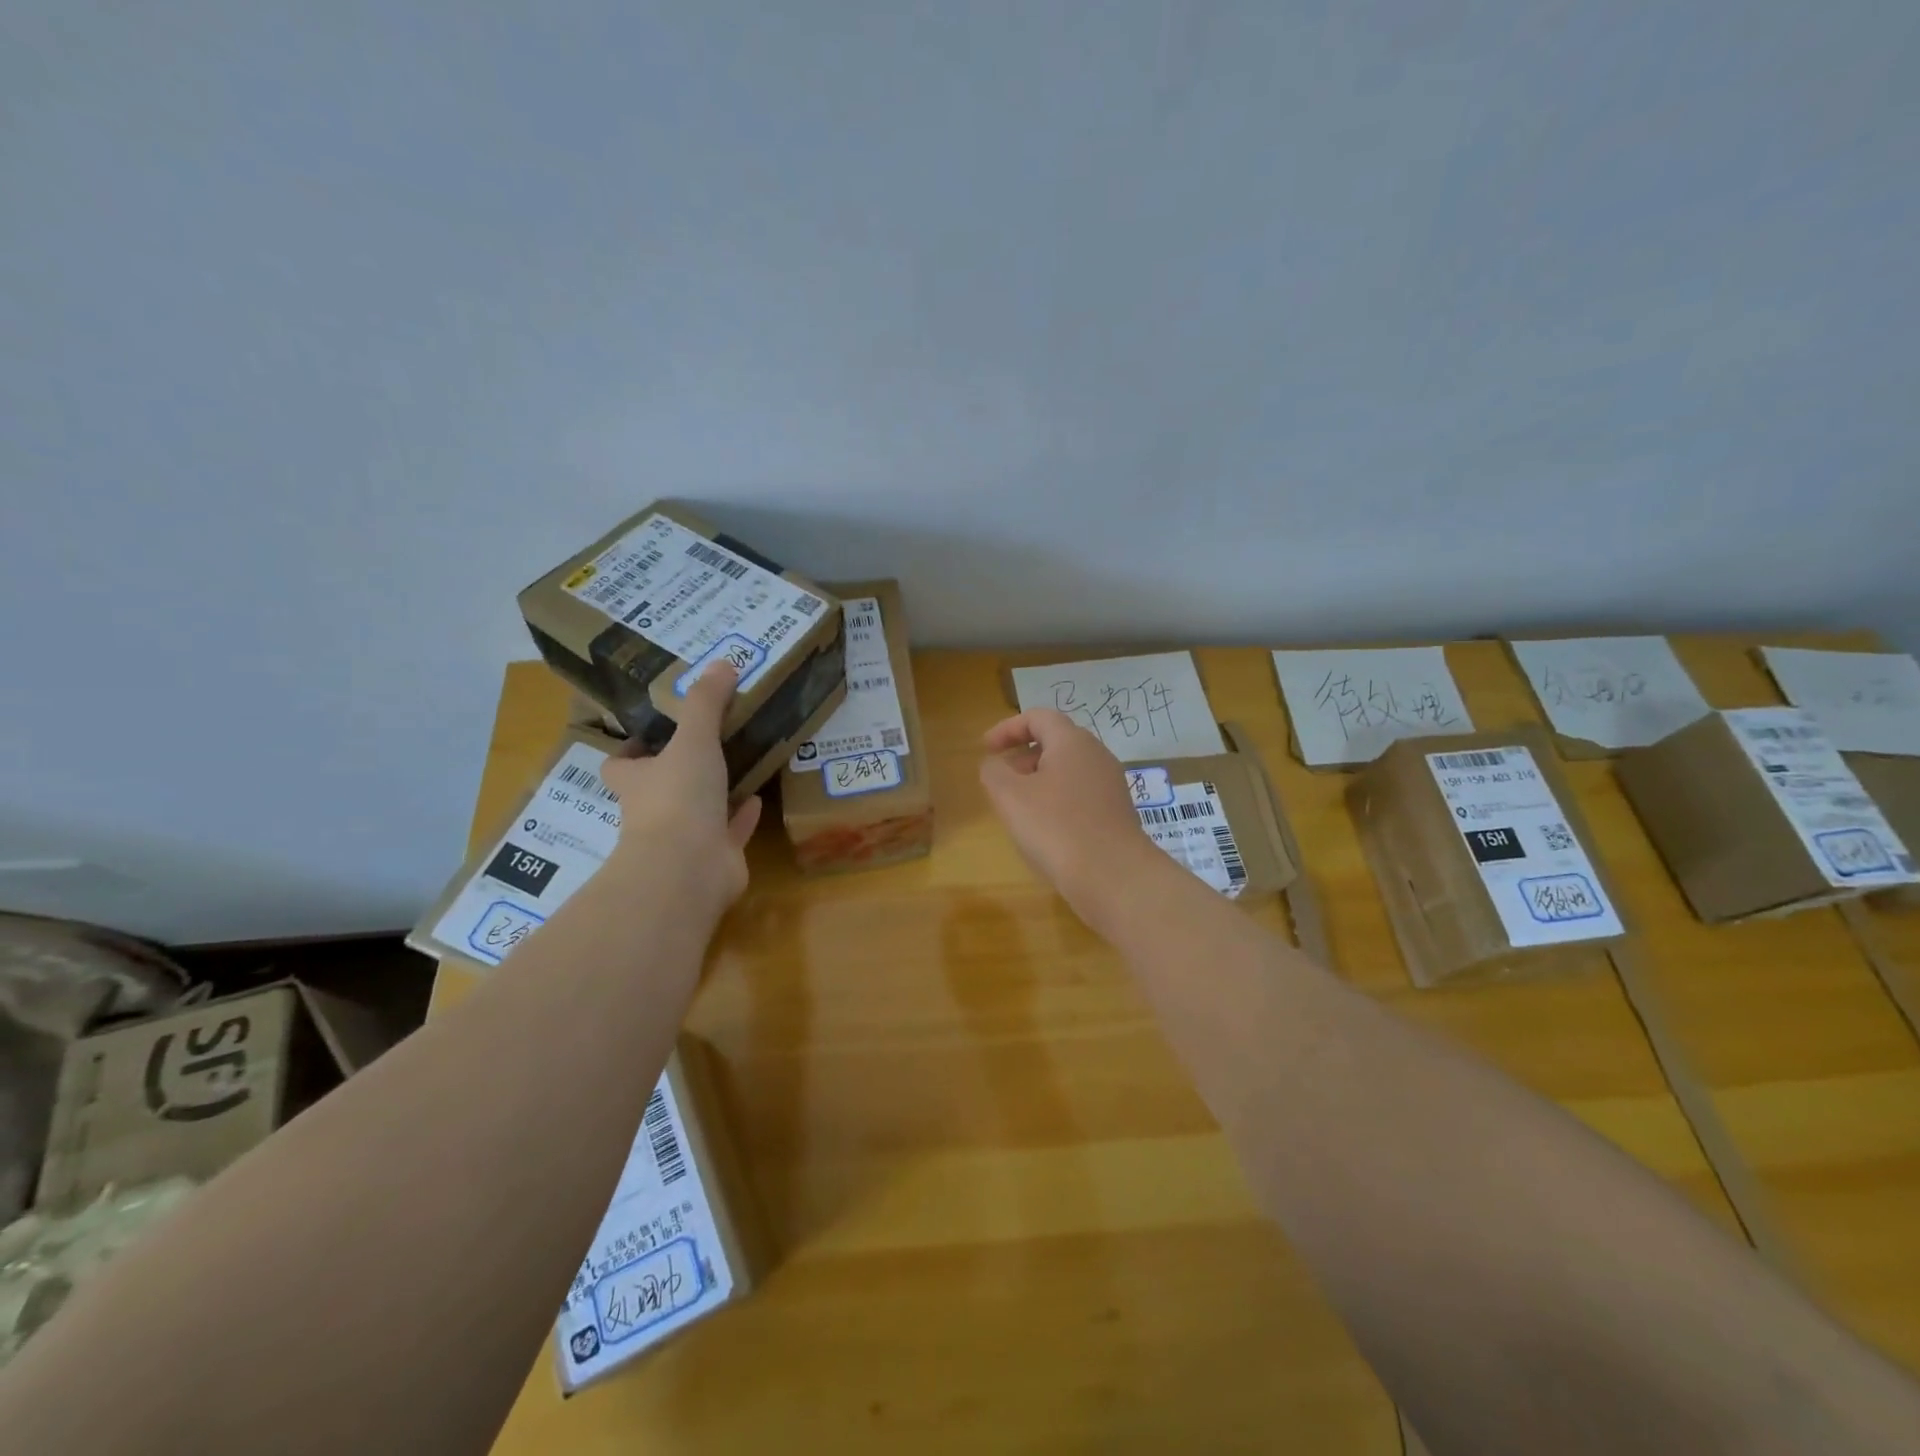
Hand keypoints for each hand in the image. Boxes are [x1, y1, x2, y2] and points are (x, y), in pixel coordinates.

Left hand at [600, 662, 762, 913]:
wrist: (689, 867)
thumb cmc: (678, 797)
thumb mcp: (693, 739)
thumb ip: (706, 703)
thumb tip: (723, 662)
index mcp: (638, 781)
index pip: (621, 764)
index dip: (632, 749)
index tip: (654, 731)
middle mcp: (654, 809)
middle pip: (659, 786)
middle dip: (678, 768)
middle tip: (706, 741)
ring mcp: (684, 837)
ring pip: (697, 809)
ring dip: (713, 791)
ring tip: (738, 762)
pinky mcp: (715, 856)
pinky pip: (729, 830)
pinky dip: (741, 815)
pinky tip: (757, 797)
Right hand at [978, 708, 1169, 922]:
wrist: (1113, 876)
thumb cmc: (1056, 827)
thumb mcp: (1009, 796)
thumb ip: (993, 772)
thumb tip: (995, 764)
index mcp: (1072, 742)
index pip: (1038, 717)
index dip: (1007, 728)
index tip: (985, 748)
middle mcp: (1097, 756)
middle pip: (1056, 742)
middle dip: (1023, 755)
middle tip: (1000, 777)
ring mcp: (1111, 785)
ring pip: (1068, 770)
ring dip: (1039, 780)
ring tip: (1018, 806)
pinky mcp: (1116, 813)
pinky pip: (1080, 795)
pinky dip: (1057, 800)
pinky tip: (1045, 829)